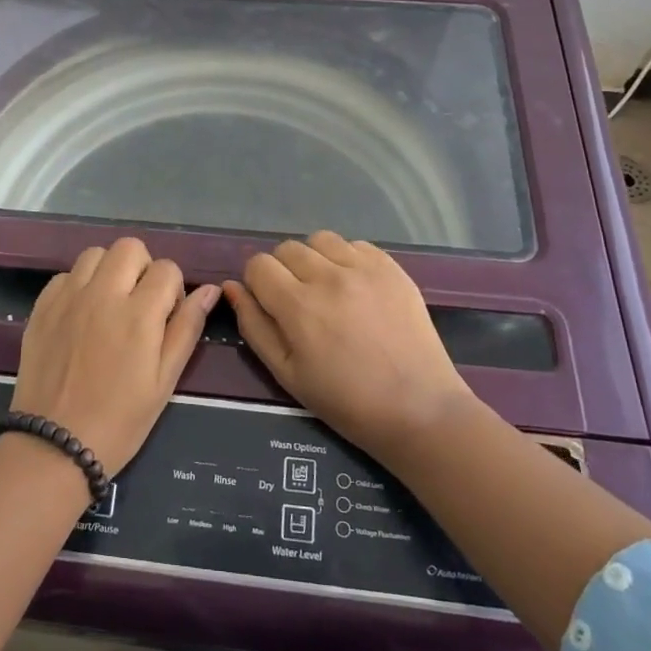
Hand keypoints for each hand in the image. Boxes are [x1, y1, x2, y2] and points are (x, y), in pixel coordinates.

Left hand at [15, 238, 220, 478]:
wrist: (55, 445)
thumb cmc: (120, 420)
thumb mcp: (164, 380)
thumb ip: (187, 328)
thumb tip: (209, 290)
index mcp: (139, 314)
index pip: (167, 268)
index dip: (173, 289)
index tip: (166, 317)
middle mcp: (102, 294)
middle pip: (129, 248)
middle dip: (142, 268)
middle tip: (139, 304)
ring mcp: (68, 298)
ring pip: (95, 254)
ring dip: (109, 271)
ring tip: (109, 305)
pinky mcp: (42, 307)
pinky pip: (66, 275)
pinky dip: (79, 285)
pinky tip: (81, 316)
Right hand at [224, 231, 473, 459]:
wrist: (419, 409)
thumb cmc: (346, 401)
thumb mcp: (286, 373)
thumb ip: (254, 325)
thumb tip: (232, 287)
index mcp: (299, 306)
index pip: (258, 264)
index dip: (257, 284)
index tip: (270, 306)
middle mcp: (329, 277)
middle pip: (286, 248)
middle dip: (283, 271)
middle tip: (300, 304)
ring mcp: (364, 269)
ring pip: (320, 240)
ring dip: (315, 260)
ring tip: (328, 290)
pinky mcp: (392, 268)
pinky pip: (356, 245)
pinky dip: (347, 260)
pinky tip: (356, 289)